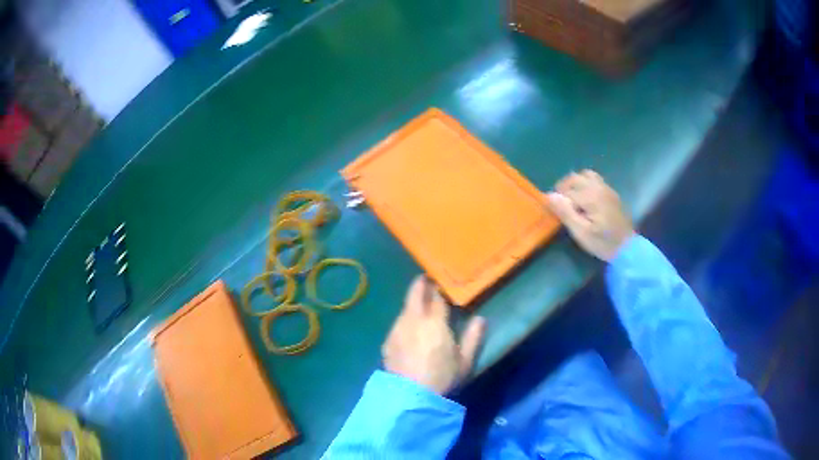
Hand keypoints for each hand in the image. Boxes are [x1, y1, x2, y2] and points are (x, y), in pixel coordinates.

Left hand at [382, 276, 485, 394]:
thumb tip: (481, 319)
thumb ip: (474, 337)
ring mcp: (397, 330)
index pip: (437, 298)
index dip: (440, 290)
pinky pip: (398, 324)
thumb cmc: (442, 377)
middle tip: (425, 280)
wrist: (410, 396)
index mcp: (435, 322)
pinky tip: (408, 329)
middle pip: (415, 295)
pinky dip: (404, 320)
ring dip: (412, 303)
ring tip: (418, 305)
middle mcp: (414, 320)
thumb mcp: (464, 361)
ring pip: (405, 309)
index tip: (442, 285)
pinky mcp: (388, 341)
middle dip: (420, 285)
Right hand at [547, 170, 634, 261]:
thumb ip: (566, 213)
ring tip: (571, 198)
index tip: (554, 212)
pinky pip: (595, 180)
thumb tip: (550, 196)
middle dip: (564, 188)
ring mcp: (606, 189)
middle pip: (575, 178)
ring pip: (585, 175)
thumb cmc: (603, 243)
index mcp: (591, 196)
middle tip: (559, 204)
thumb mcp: (581, 233)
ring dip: (575, 183)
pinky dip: (585, 184)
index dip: (558, 200)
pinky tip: (585, 199)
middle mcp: (598, 187)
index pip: (566, 191)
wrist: (627, 248)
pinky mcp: (611, 193)